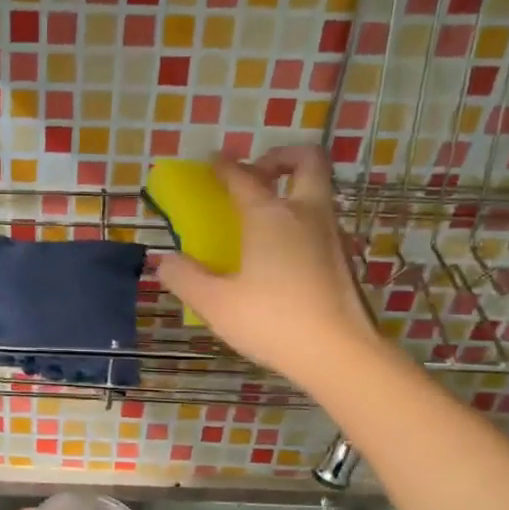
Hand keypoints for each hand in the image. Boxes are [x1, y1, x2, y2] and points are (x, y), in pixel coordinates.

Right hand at [156, 147, 377, 393]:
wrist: (338, 353)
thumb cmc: (272, 321)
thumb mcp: (215, 303)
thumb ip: (185, 278)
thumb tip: (164, 261)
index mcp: (270, 216)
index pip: (244, 177)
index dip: (225, 166)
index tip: (213, 161)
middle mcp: (306, 214)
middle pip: (307, 160)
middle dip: (280, 156)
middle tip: (257, 173)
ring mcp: (331, 235)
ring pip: (318, 191)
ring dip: (292, 190)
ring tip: (263, 216)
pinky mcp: (343, 259)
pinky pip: (320, 222)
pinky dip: (300, 221)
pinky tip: (280, 254)